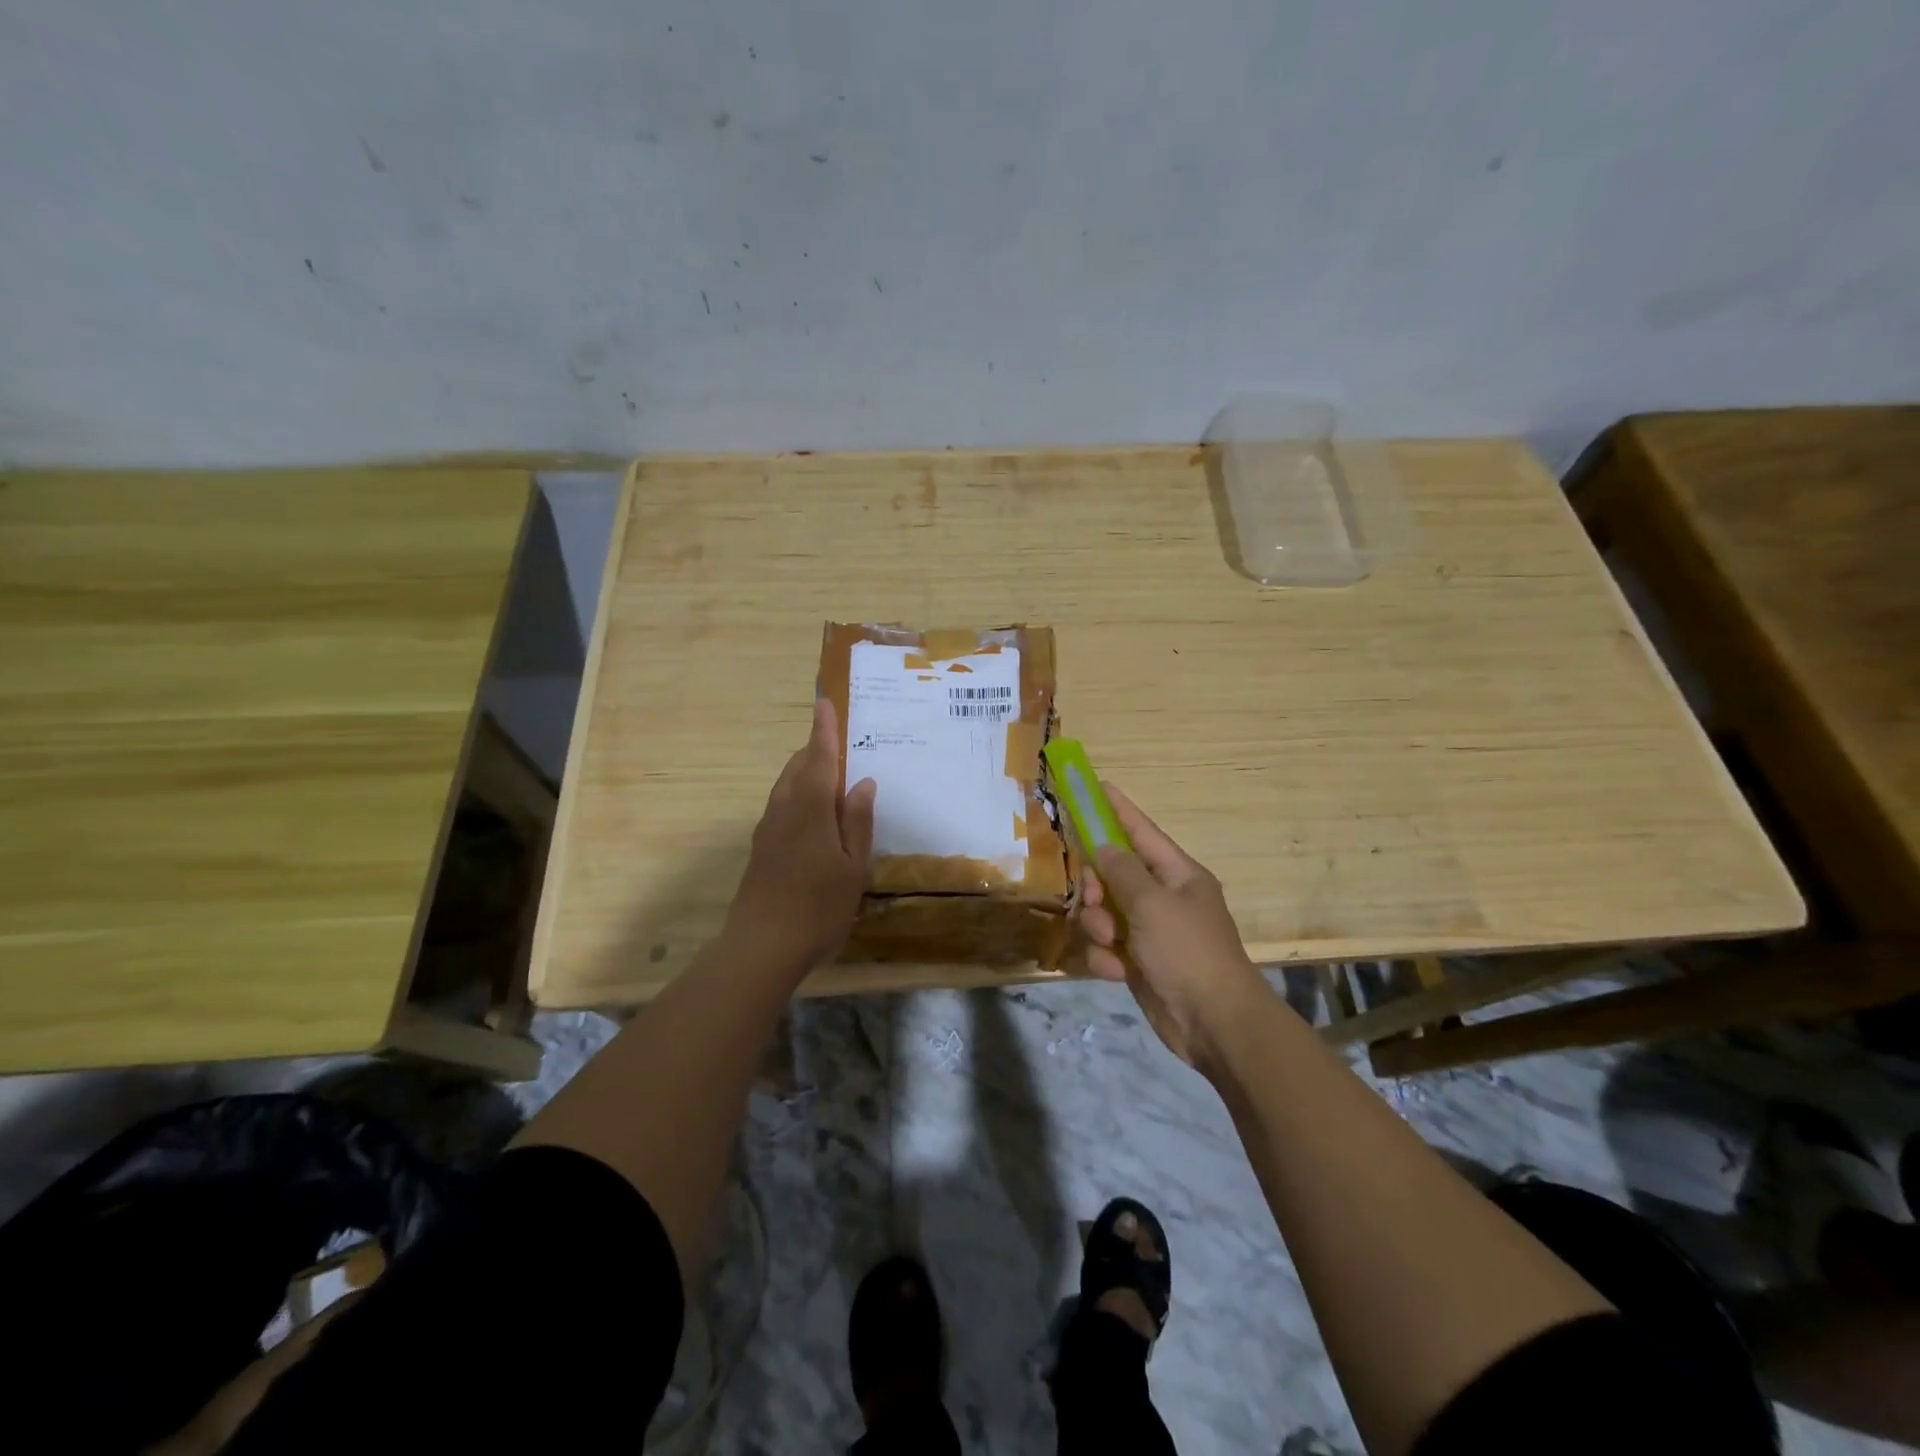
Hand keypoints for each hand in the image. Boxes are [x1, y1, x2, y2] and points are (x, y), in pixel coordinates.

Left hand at [724, 698, 876, 974]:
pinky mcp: (762, 848)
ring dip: (806, 770)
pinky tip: (814, 811)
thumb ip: (858, 823)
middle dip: (816, 749)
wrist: (760, 948)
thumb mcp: (852, 868)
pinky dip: (799, 793)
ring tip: (830, 771)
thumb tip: (863, 783)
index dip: (824, 730)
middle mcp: (785, 810)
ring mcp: (769, 829)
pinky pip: (782, 804)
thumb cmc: (817, 907)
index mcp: (811, 809)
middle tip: (838, 739)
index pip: (820, 758)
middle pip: (799, 767)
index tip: (825, 702)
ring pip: (787, 785)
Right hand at [1077, 783, 1263, 1067]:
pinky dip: (1106, 957)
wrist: (1214, 1023)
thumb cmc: (1188, 952)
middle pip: (1114, 873)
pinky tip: (1115, 971)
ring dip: (1099, 926)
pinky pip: (1107, 946)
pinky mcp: (1139, 962)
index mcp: (1178, 875)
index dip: (1117, 809)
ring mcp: (1151, 931)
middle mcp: (1164, 897)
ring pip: (1105, 911)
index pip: (1141, 832)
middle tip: (1095, 899)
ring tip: (1111, 943)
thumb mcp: (1152, 904)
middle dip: (1098, 886)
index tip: (1094, 786)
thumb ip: (1122, 871)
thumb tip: (1104, 846)